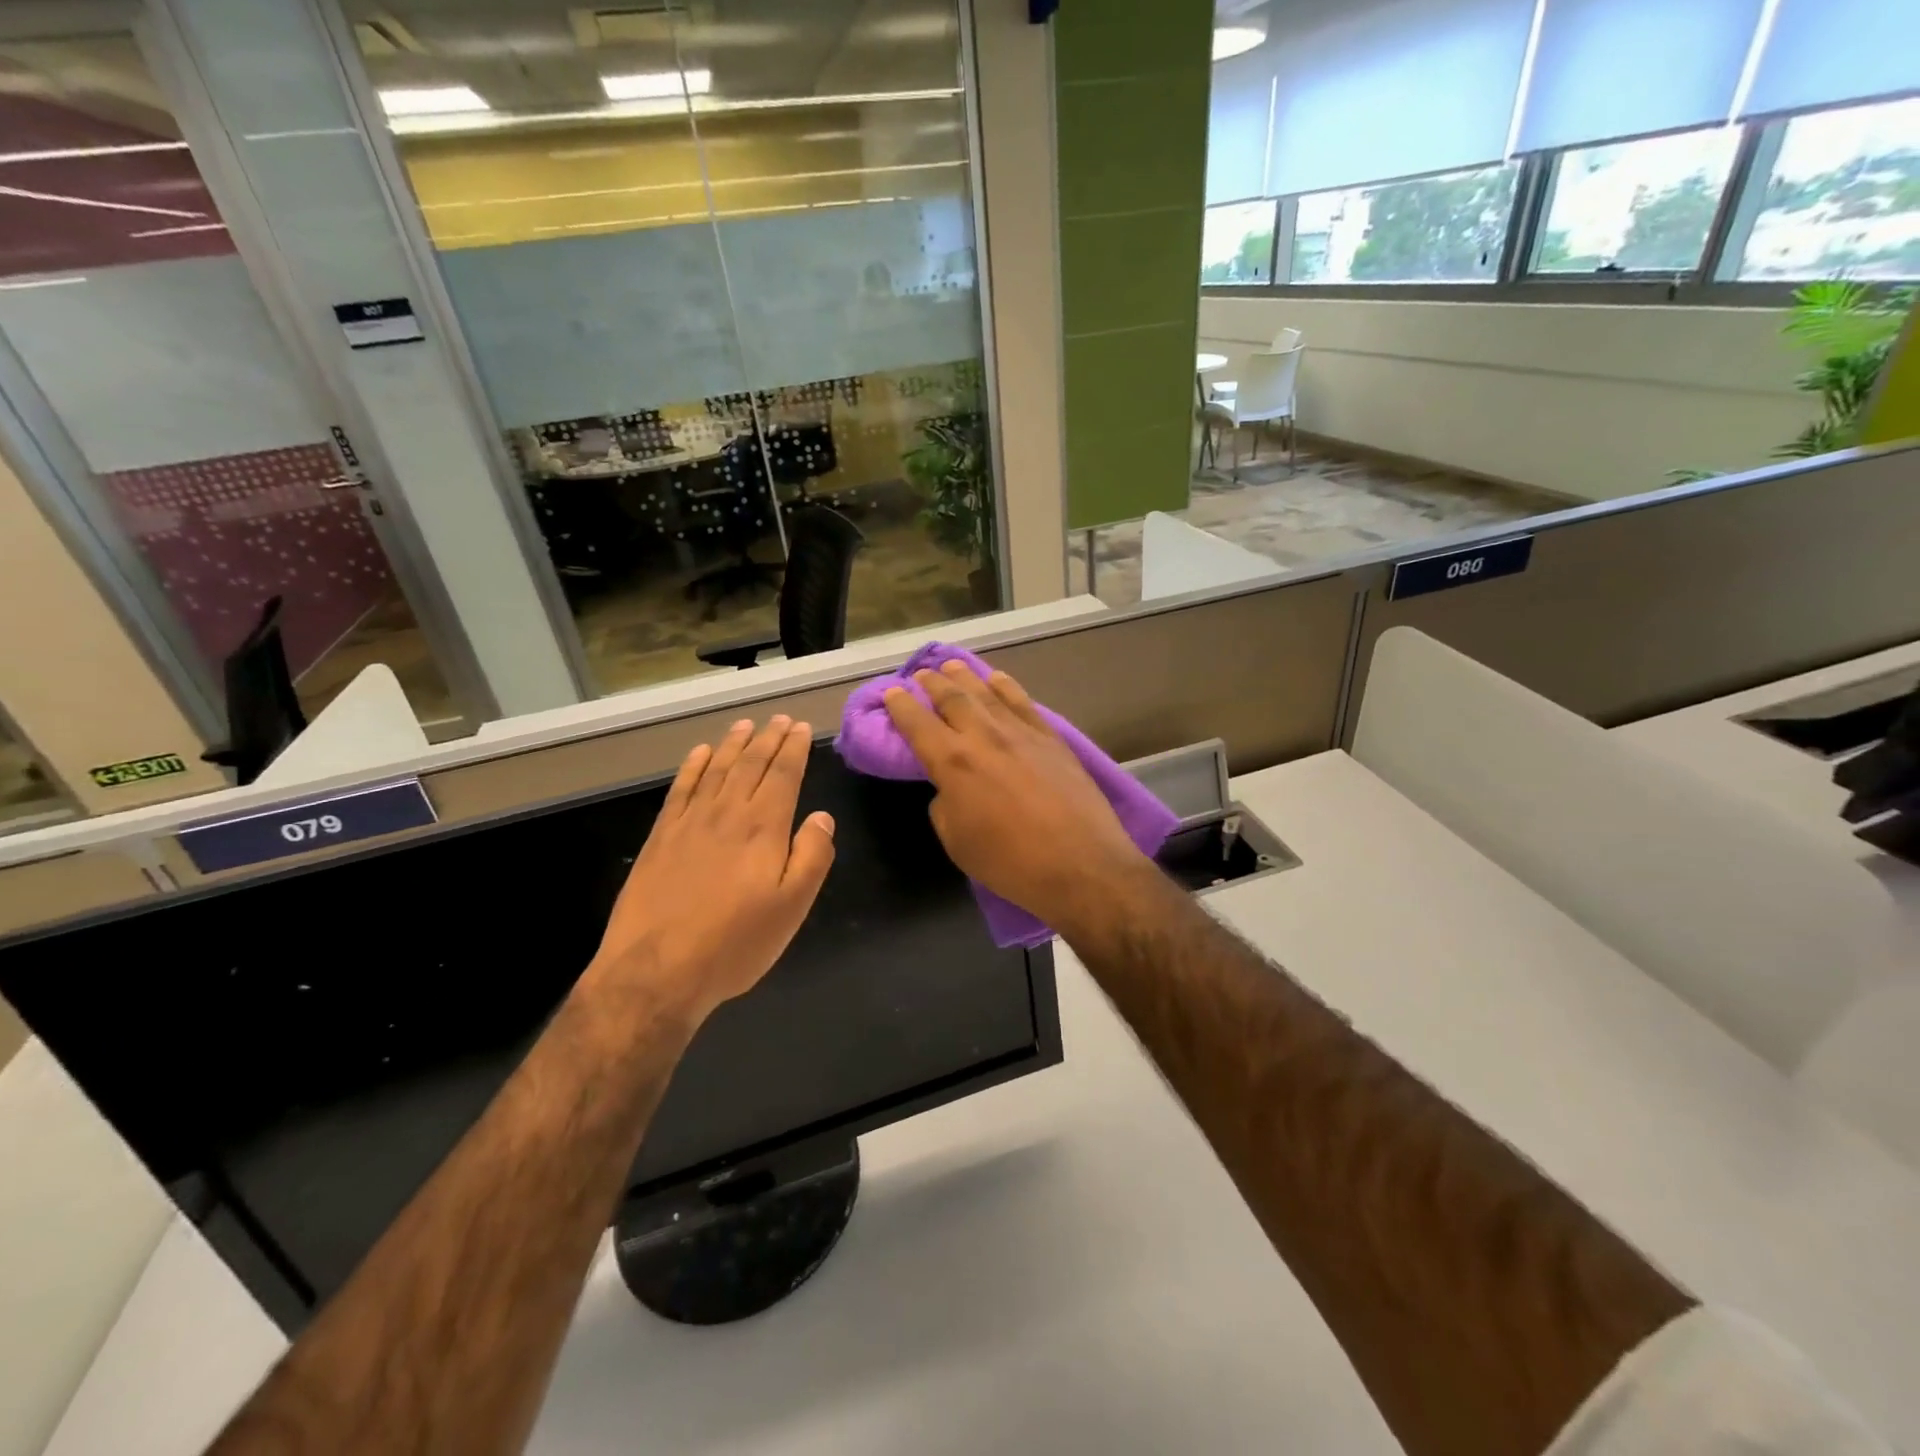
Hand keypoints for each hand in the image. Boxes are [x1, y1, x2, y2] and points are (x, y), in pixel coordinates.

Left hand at [591, 716, 835, 1023]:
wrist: (656, 970)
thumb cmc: (735, 943)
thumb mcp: (792, 907)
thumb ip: (812, 857)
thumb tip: (822, 818)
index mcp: (763, 828)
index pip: (782, 775)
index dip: (793, 749)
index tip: (799, 727)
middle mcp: (726, 813)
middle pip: (751, 765)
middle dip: (768, 739)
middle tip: (779, 719)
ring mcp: (689, 823)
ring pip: (716, 770)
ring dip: (733, 745)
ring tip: (745, 726)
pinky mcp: (661, 837)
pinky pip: (681, 789)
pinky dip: (693, 767)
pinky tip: (701, 754)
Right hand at [883, 661, 1151, 932]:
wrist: (1081, 864)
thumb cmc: (1011, 863)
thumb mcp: (958, 842)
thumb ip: (945, 805)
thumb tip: (949, 787)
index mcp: (953, 763)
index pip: (918, 724)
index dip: (902, 706)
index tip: (892, 693)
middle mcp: (984, 737)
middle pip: (952, 698)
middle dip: (932, 684)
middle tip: (920, 675)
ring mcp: (1021, 733)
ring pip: (987, 693)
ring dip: (965, 676)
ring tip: (951, 665)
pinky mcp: (1051, 738)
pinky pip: (1022, 702)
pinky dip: (1006, 686)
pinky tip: (997, 679)